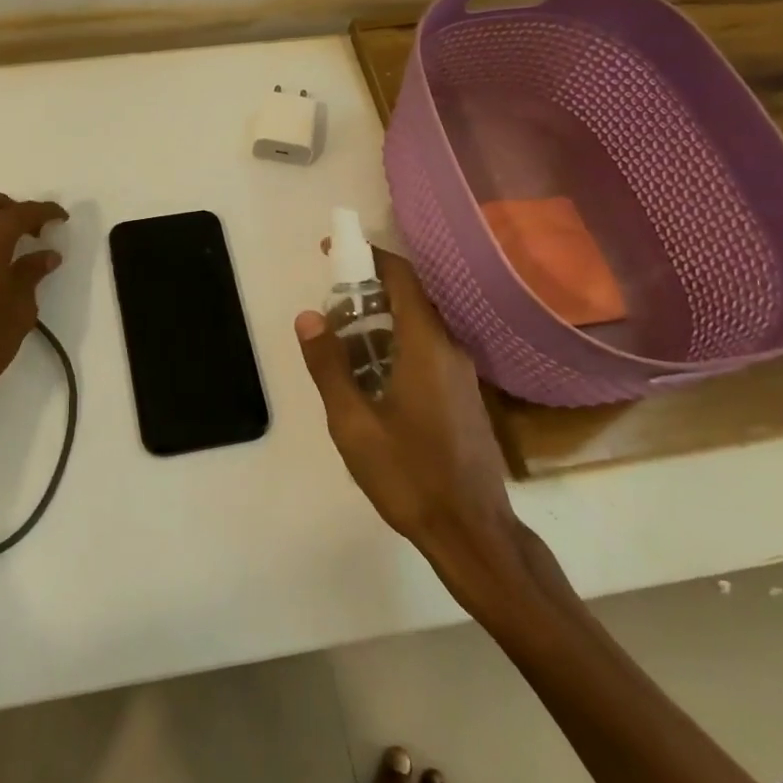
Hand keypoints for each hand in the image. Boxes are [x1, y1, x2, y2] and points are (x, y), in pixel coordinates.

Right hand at [295, 248, 524, 584]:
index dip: (367, 255)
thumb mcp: (353, 424)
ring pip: (418, 326)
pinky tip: (371, 376)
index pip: (401, 277)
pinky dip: (395, 344)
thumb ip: (329, 366)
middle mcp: (449, 348)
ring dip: (379, 321)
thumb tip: (309, 316)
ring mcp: (461, 373)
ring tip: (342, 341)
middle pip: (409, 298)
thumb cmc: (410, 476)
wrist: (474, 533)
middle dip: (366, 290)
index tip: (333, 250)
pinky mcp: (463, 395)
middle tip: (328, 304)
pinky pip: (426, 349)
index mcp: (426, 345)